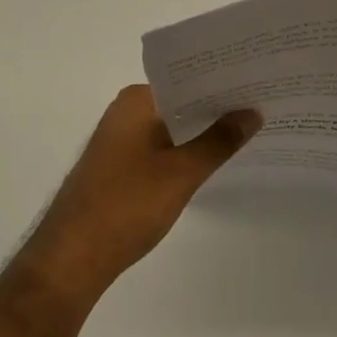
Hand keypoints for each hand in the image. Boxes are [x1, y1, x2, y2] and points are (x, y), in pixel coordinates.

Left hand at [19, 86, 260, 308]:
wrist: (72, 257)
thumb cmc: (126, 205)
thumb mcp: (181, 173)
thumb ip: (219, 141)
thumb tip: (252, 112)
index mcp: (136, 100)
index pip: (188, 79)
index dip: (223, 82)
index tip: (259, 84)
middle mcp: (125, 111)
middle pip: (180, 102)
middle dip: (217, 108)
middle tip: (263, 107)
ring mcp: (120, 140)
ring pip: (172, 127)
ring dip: (202, 132)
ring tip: (248, 132)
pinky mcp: (119, 167)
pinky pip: (161, 148)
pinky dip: (185, 152)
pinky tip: (212, 162)